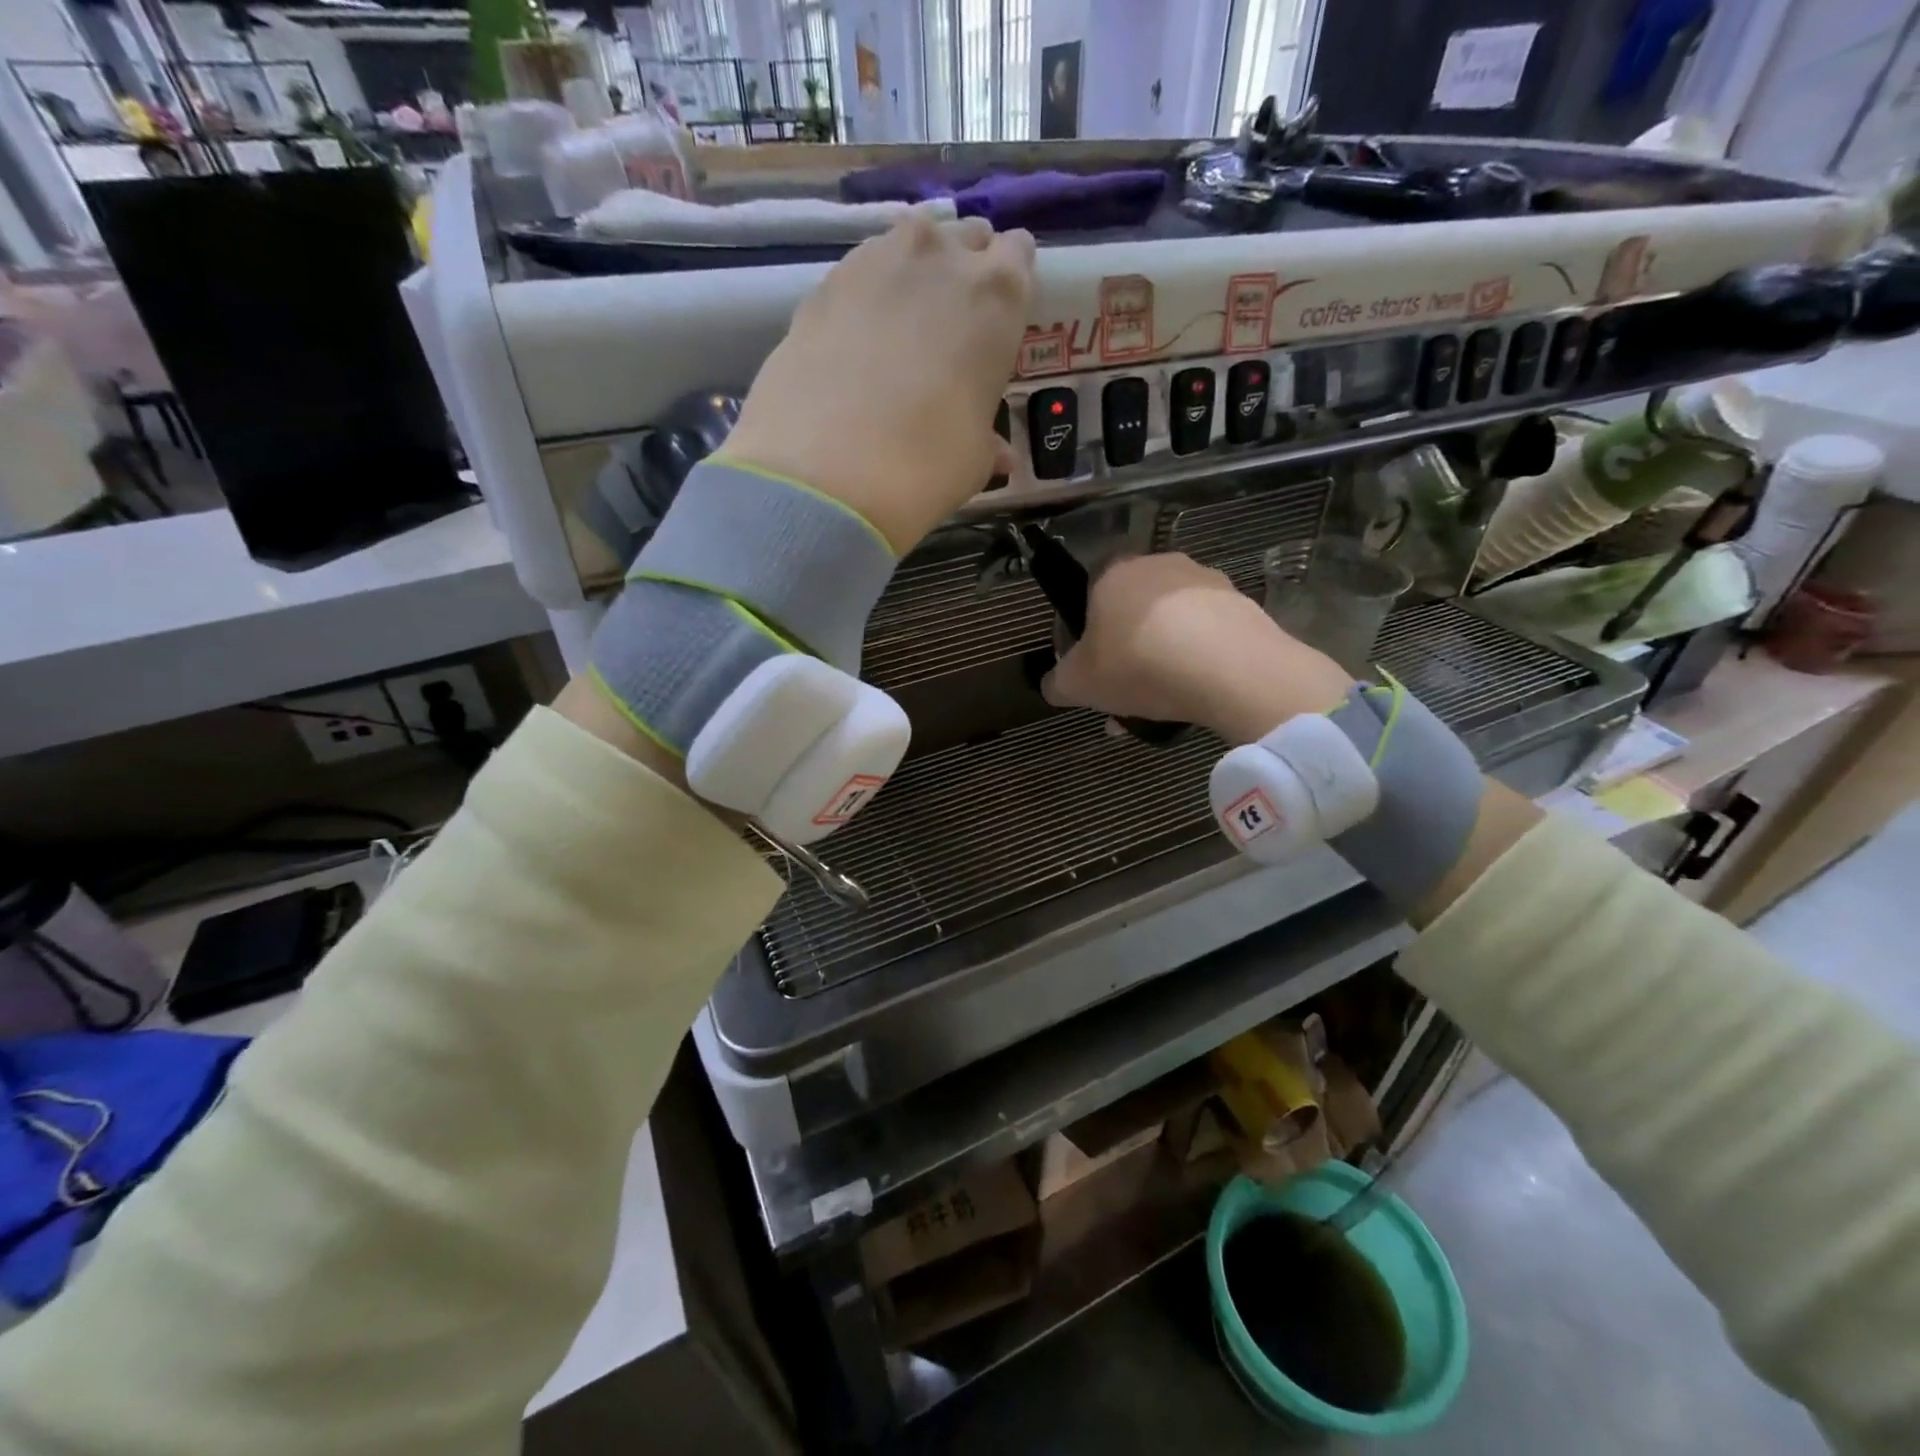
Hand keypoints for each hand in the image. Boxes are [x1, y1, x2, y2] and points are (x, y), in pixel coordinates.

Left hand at [716, 213, 1034, 554]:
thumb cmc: (926, 464)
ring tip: (903, 328)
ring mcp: (877, 259)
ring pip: (910, 243)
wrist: (825, 470)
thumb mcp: (974, 460)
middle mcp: (942, 256)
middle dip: (964, 271)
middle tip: (951, 327)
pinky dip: (867, 294)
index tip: (997, 321)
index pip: (1019, 254)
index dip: (1009, 285)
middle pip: (965, 239)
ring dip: (915, 274)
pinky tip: (858, 339)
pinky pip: (861, 270)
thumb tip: (998, 453)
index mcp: (998, 295)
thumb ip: (987, 440)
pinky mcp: (825, 280)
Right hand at [1040, 554, 1355, 744]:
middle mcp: (1157, 565)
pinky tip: (1198, 691)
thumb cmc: (1137, 665)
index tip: (1097, 672)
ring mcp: (1203, 579)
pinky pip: (1208, 632)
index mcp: (1111, 575)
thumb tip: (1053, 685)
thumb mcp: (1078, 685)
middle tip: (1129, 693)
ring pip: (1172, 623)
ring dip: (1165, 656)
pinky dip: (1200, 658)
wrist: (1226, 667)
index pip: (1091, 599)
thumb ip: (1058, 683)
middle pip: (1134, 611)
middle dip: (1130, 650)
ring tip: (1166, 702)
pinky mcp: (1241, 601)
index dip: (1091, 638)